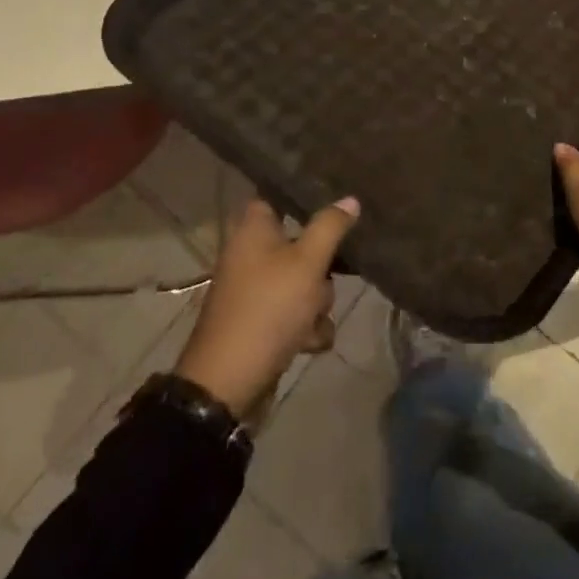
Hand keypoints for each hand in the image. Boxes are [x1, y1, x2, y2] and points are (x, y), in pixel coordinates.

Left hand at [172, 196, 359, 418]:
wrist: (228, 383)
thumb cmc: (268, 308)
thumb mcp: (308, 262)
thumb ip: (330, 227)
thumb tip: (349, 199)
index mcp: (253, 229)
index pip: (278, 195)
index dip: (304, 195)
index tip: (334, 200)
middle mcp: (251, 254)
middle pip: (301, 243)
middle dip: (321, 267)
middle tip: (328, 274)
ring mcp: (254, 290)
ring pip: (303, 281)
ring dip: (317, 303)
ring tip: (313, 319)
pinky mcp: (260, 322)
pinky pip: (294, 313)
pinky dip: (305, 327)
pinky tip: (309, 342)